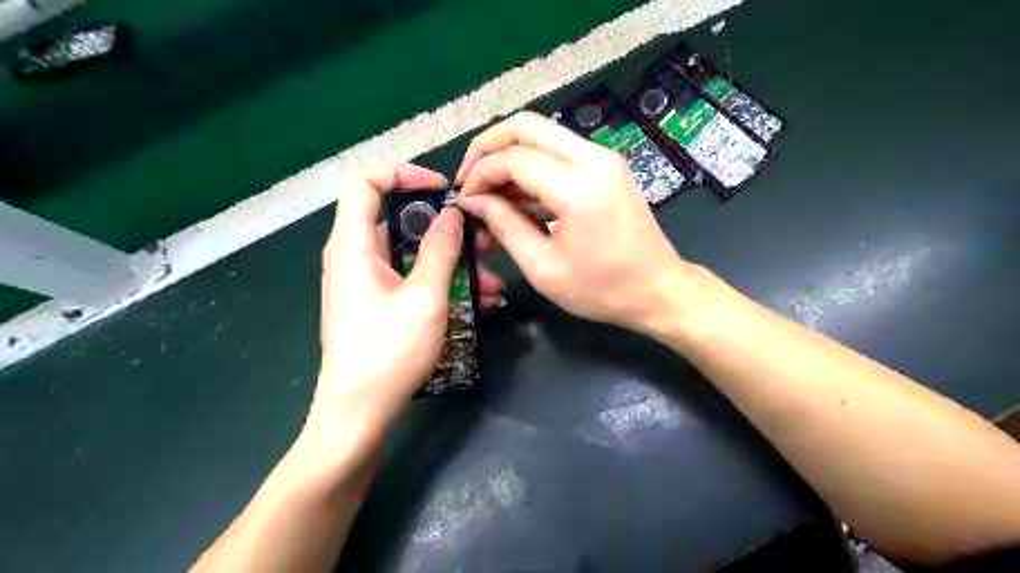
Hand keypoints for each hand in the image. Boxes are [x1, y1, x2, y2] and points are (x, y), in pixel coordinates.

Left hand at [304, 164, 506, 472]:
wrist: (357, 414)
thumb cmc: (387, 352)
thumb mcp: (424, 297)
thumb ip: (440, 250)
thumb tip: (451, 214)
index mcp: (354, 244)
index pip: (365, 181)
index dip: (404, 173)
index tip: (443, 190)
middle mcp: (356, 256)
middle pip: (399, 220)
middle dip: (445, 227)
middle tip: (484, 240)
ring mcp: (368, 283)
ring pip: (413, 255)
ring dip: (453, 263)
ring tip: (493, 280)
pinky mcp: (379, 304)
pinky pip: (413, 281)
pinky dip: (442, 284)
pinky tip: (480, 302)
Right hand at [460, 111, 697, 332]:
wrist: (658, 289)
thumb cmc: (602, 289)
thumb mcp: (543, 267)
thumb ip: (504, 226)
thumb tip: (474, 200)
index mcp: (579, 186)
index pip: (514, 158)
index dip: (480, 174)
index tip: (464, 199)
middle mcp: (594, 158)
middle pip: (527, 126)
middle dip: (489, 148)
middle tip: (469, 180)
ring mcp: (604, 159)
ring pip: (543, 135)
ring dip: (510, 157)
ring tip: (490, 194)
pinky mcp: (607, 167)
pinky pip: (559, 153)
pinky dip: (532, 167)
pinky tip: (517, 197)